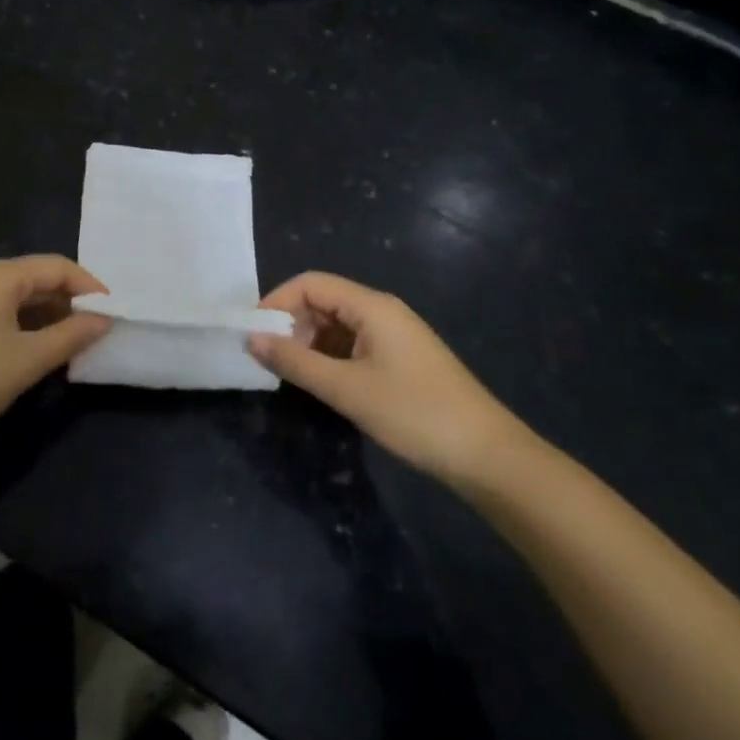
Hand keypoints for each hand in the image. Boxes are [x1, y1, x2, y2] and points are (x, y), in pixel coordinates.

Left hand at [0, 255, 111, 455]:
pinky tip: (33, 351)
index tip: (113, 315)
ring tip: (69, 345)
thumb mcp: (27, 361)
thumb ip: (71, 335)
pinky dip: (22, 325)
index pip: (57, 266)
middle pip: (36, 277)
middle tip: (95, 332)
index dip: (90, 287)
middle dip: (69, 302)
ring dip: (46, 316)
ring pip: (17, 296)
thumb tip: (104, 319)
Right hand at [251, 271, 529, 487]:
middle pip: (323, 301)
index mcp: (372, 306)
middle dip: (291, 324)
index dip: (277, 301)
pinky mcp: (401, 359)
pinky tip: (321, 382)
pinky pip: (354, 345)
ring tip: (290, 374)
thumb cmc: (414, 413)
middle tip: (268, 358)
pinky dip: (330, 357)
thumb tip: (252, 339)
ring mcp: (394, 335)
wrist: (487, 455)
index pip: (311, 284)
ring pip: (337, 325)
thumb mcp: (346, 389)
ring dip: (309, 343)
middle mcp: (382, 311)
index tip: (253, 332)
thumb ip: (295, 362)